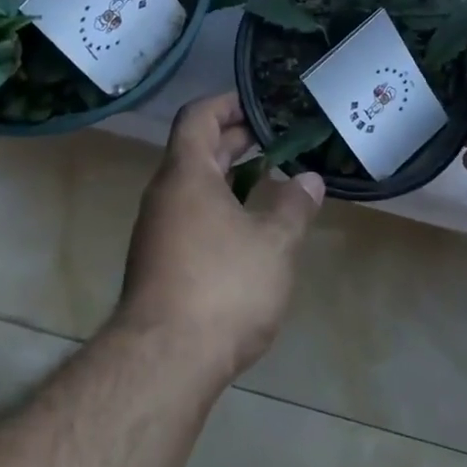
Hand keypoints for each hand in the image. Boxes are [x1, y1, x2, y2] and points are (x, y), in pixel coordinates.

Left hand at [116, 92, 324, 386]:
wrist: (163, 364)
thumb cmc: (223, 287)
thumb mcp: (274, 244)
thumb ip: (294, 206)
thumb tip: (309, 180)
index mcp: (186, 175)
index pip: (198, 117)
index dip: (227, 103)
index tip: (258, 104)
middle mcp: (165, 196)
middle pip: (196, 151)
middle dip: (235, 140)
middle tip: (275, 138)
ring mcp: (157, 232)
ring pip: (194, 188)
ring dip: (229, 178)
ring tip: (270, 180)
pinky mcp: (159, 265)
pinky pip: (191, 217)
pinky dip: (220, 208)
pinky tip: (250, 231)